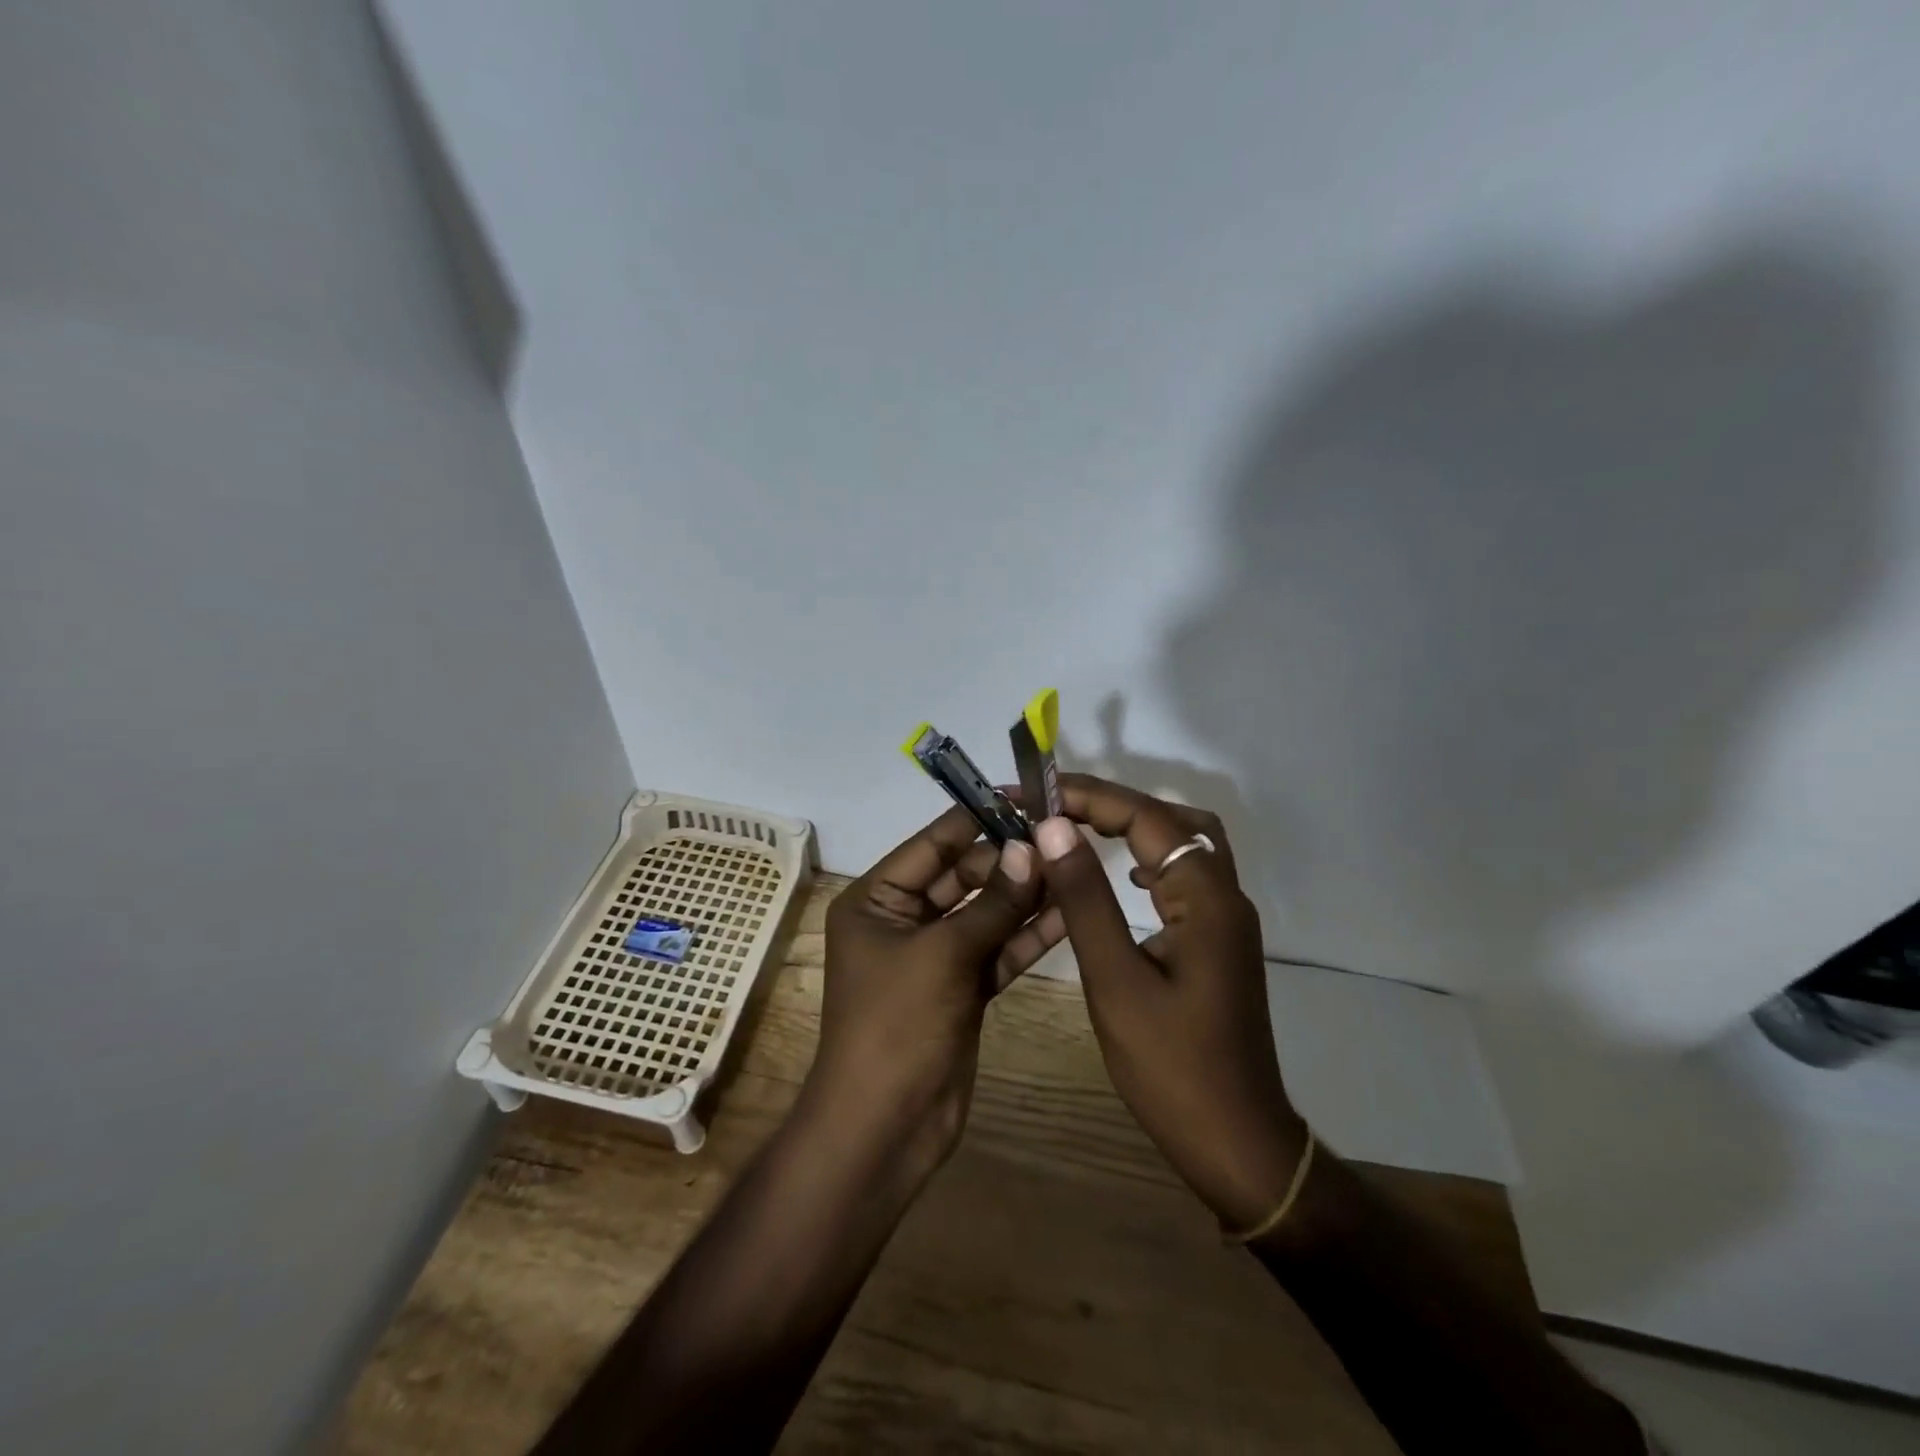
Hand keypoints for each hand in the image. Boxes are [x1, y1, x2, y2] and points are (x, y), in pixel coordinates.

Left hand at [810, 807, 1064, 1173]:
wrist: (885, 1127)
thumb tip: (1030, 848)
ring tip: (1074, 867)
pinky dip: (1028, 936)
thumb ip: (992, 903)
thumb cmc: (896, 1025)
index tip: (1025, 798)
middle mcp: (904, 920)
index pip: (933, 844)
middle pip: (964, 876)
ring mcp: (936, 956)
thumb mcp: (943, 954)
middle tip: (1062, 841)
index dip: (977, 819)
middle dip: (1009, 861)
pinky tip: (1070, 914)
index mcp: (877, 900)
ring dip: (1025, 896)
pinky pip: (998, 950)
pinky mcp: (963, 989)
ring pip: (986, 913)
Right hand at [1030, 774, 1306, 1230]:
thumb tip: (1054, 827)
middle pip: (1171, 820)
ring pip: (1183, 844)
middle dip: (1110, 804)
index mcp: (1206, 897)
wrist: (1236, 1143)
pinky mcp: (1218, 941)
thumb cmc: (1171, 1066)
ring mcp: (1226, 918)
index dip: (1089, 796)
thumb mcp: (1116, 979)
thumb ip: (1085, 898)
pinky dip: (1147, 859)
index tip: (1036, 793)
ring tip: (1076, 830)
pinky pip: (1184, 876)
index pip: (1146, 817)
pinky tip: (1119, 877)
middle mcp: (1225, 894)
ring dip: (1131, 828)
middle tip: (1053, 808)